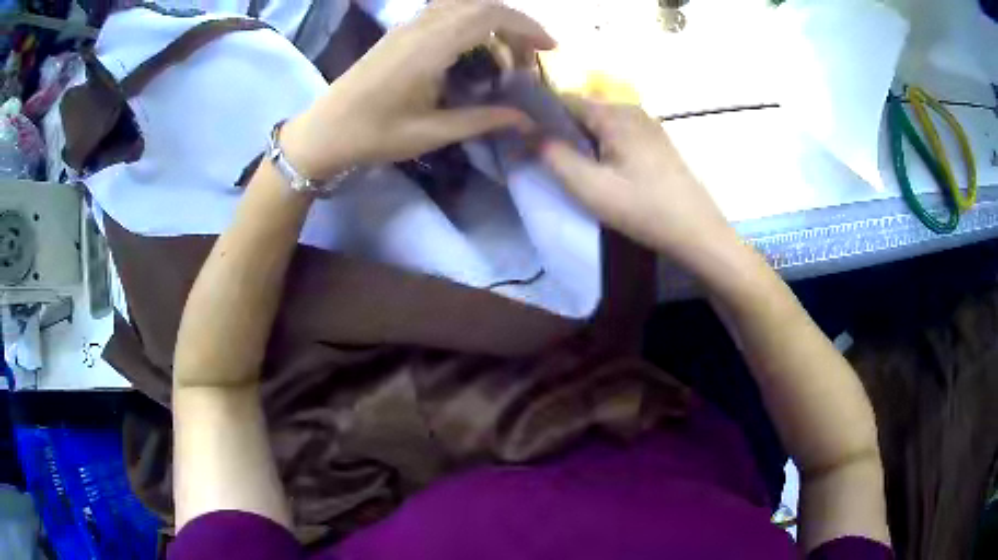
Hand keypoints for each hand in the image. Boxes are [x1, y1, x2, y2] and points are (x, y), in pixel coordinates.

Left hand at [282, 0, 555, 179]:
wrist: (324, 131)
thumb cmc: (374, 135)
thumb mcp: (432, 133)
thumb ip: (482, 120)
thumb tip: (526, 120)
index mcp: (430, 47)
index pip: (490, 16)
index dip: (526, 27)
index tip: (550, 48)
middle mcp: (421, 26)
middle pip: (481, 5)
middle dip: (516, 24)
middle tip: (532, 54)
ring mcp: (408, 26)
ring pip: (462, 5)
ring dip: (492, 21)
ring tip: (507, 53)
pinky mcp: (400, 32)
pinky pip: (444, 13)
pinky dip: (470, 23)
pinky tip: (474, 51)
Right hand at [541, 95, 735, 263]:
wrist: (697, 231)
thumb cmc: (642, 208)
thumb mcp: (590, 186)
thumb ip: (553, 156)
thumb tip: (524, 132)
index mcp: (614, 114)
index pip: (562, 99)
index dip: (538, 115)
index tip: (521, 136)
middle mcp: (631, 109)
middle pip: (582, 110)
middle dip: (560, 129)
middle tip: (544, 158)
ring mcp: (647, 124)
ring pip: (600, 123)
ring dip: (581, 140)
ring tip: (570, 167)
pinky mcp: (656, 142)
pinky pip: (618, 133)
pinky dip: (601, 146)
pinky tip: (601, 170)